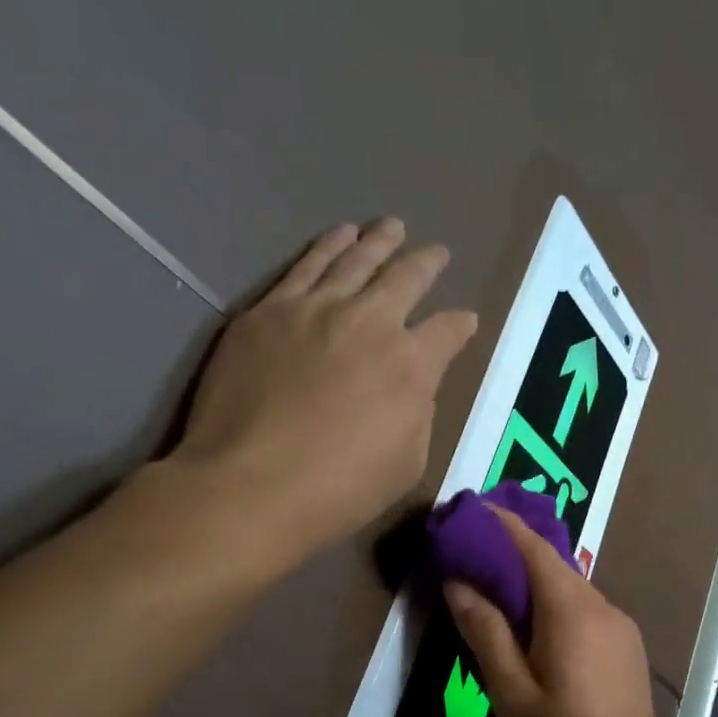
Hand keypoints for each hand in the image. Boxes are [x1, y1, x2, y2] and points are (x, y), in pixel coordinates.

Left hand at [159, 219, 477, 565]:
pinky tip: (340, 235)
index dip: (462, 324)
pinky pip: (305, 266)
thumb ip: (419, 416)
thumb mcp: (407, 464)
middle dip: (427, 264)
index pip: (449, 331)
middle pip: (406, 279)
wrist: (250, 485)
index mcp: (412, 365)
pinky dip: (329, 246)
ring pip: (355, 261)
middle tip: (437, 252)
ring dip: (379, 242)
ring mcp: (315, 310)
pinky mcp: (269, 311)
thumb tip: (413, 387)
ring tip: (392, 227)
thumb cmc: (339, 489)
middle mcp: (370, 322)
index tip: (466, 321)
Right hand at [444, 511, 668, 716]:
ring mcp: (620, 627)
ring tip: (496, 590)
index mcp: (572, 611)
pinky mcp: (626, 648)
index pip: (535, 549)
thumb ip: (486, 632)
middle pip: (554, 566)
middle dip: (514, 552)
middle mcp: (602, 607)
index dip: (504, 525)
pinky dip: (554, 605)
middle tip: (472, 552)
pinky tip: (534, 628)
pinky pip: (584, 611)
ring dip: (534, 582)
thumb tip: (458, 582)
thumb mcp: (511, 692)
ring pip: (571, 589)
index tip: (473, 509)